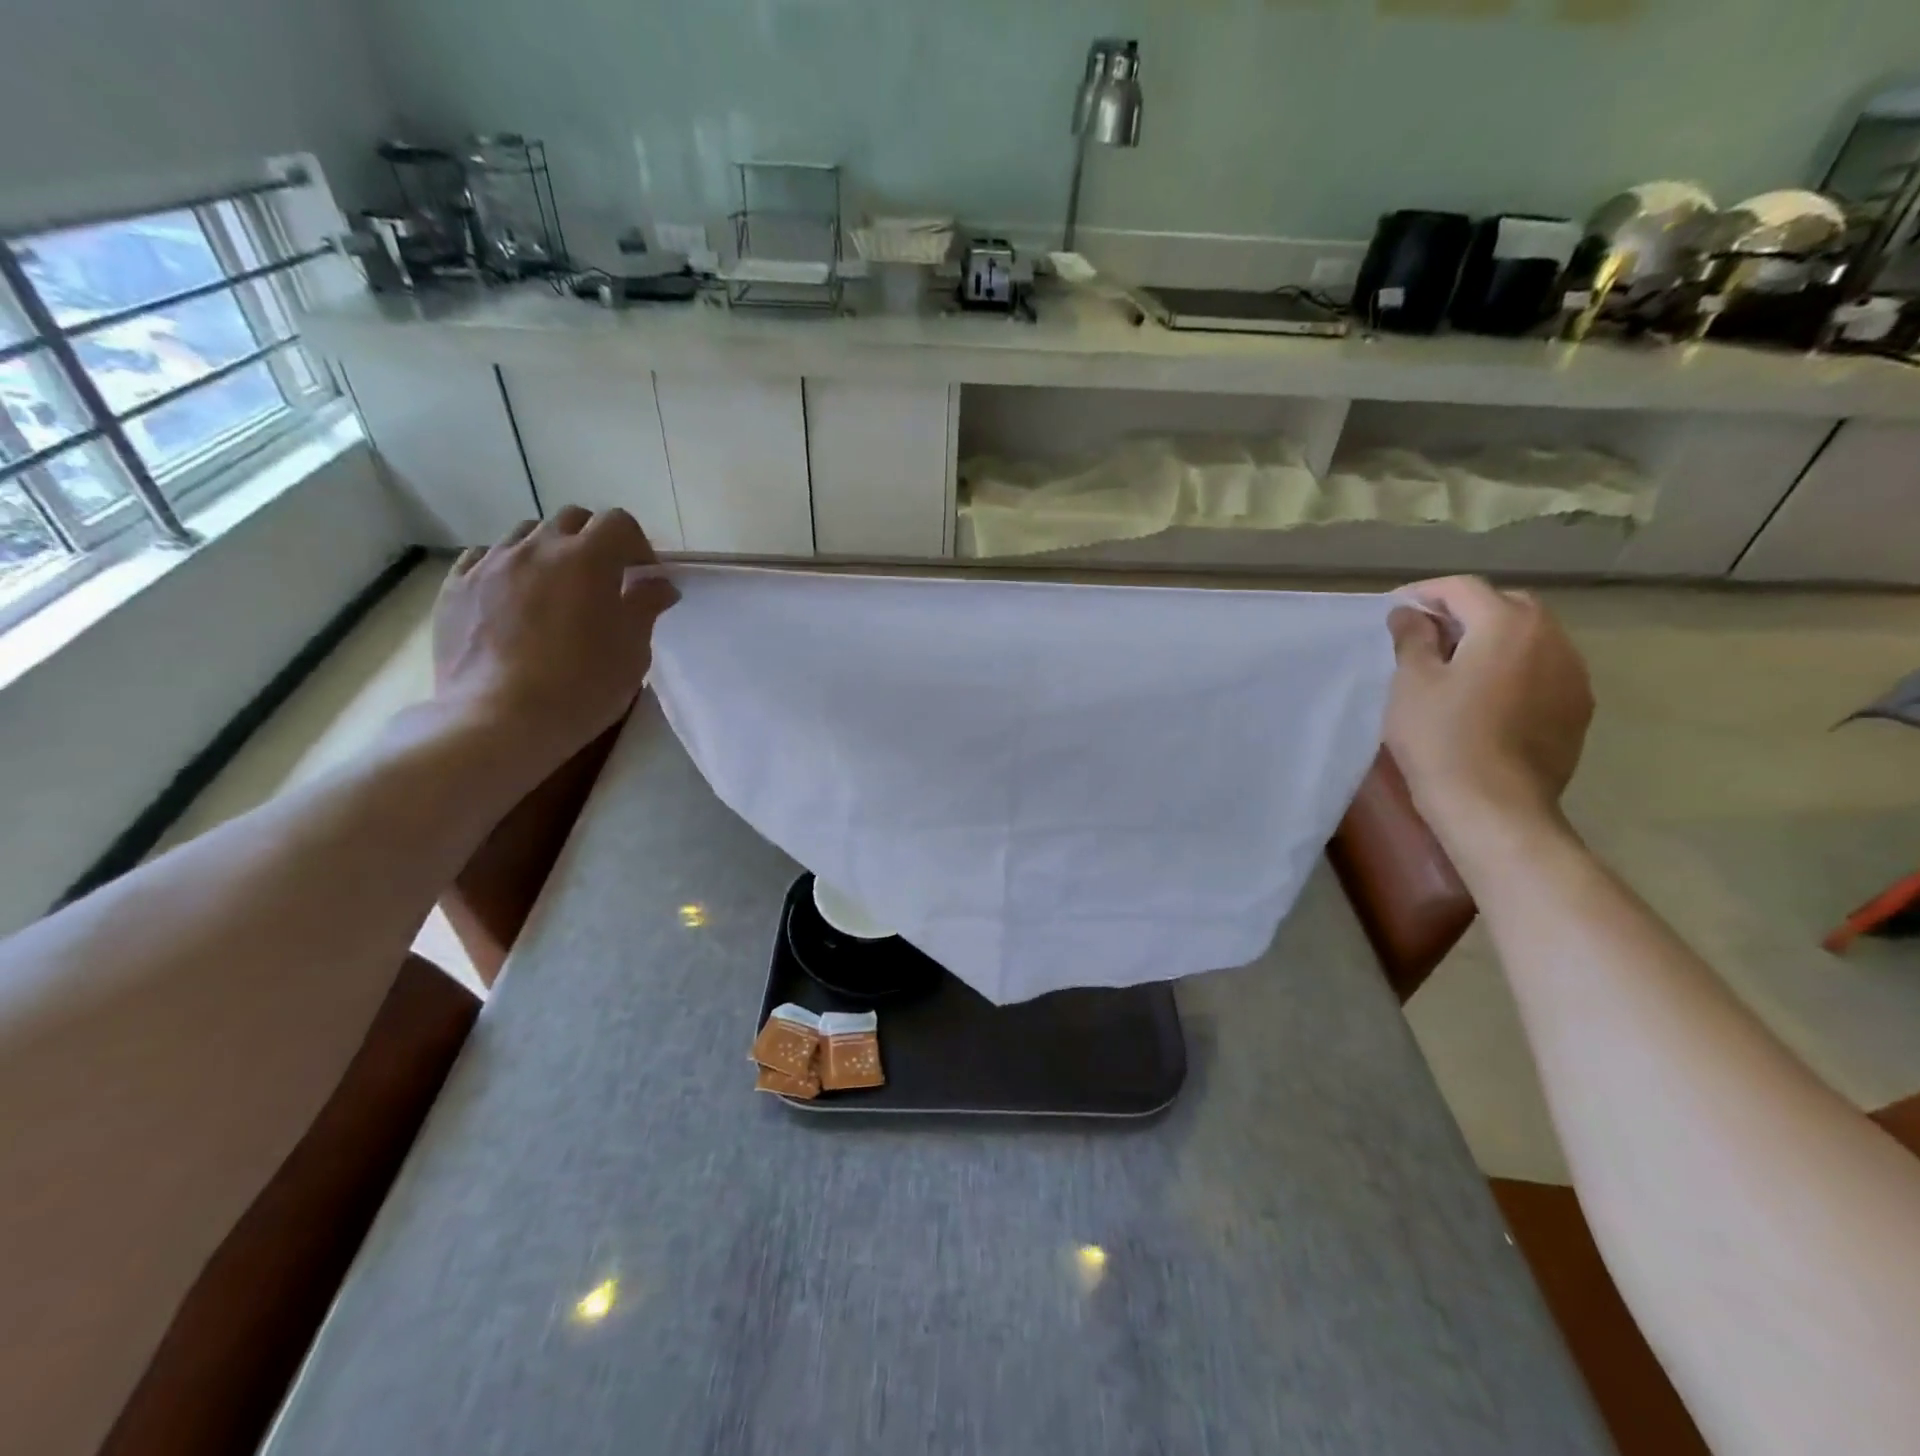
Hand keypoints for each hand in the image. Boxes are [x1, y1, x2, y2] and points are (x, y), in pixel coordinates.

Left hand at [432, 506, 676, 765]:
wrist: (499, 720)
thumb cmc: (582, 687)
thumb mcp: (633, 651)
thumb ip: (646, 607)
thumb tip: (659, 585)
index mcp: (588, 559)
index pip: (619, 523)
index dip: (638, 546)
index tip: (644, 579)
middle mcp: (537, 548)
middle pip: (572, 519)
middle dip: (594, 541)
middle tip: (604, 581)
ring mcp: (490, 563)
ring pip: (526, 534)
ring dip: (549, 551)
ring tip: (556, 589)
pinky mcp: (455, 586)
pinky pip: (484, 558)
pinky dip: (507, 568)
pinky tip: (514, 599)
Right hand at [1384, 576, 1592, 842]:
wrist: (1493, 805)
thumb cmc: (1441, 738)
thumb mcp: (1411, 683)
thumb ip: (1412, 638)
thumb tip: (1410, 613)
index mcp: (1507, 624)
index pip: (1464, 588)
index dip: (1425, 593)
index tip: (1395, 610)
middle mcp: (1551, 638)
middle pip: (1506, 605)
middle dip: (1466, 611)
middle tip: (1426, 634)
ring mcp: (1573, 674)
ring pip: (1531, 636)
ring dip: (1494, 638)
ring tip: (1456, 664)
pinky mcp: (1577, 707)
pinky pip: (1544, 669)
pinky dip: (1515, 667)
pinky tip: (1487, 695)